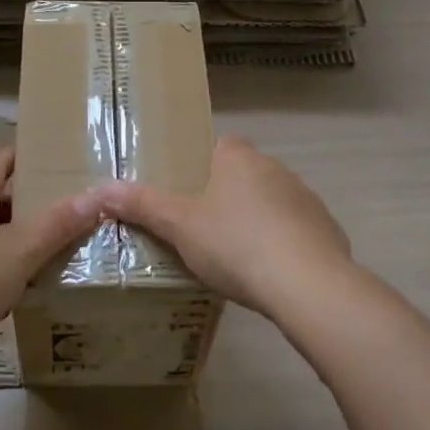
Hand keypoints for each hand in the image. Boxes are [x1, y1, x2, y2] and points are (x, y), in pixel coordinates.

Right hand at [97, 137, 355, 320]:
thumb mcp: (180, 226)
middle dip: (230, 195)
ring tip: (238, 256)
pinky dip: (286, 245)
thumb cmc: (235, 244)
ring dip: (260, 220)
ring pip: (275, 202)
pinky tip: (273, 274)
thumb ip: (143, 205)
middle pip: (248, 174)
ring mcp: (307, 199)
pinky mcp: (328, 230)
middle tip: (205, 228)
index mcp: (239, 159)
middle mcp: (276, 169)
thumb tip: (100, 188)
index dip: (206, 164)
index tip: (191, 191)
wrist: (306, 284)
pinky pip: (299, 232)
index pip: (222, 145)